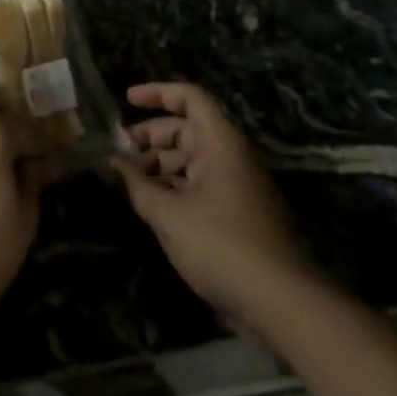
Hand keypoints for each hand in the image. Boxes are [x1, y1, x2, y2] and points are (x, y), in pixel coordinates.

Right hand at [115, 83, 314, 321]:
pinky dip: (174, 186)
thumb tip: (115, 163)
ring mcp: (236, 185)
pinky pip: (200, 184)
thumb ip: (138, 185)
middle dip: (151, 136)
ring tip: (129, 181)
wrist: (281, 302)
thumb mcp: (169, 214)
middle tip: (119, 151)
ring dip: (159, 164)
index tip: (126, 100)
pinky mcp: (237, 212)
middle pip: (187, 128)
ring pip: (192, 159)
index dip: (157, 93)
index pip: (189, 97)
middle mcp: (231, 156)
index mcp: (220, 143)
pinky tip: (151, 204)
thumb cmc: (220, 245)